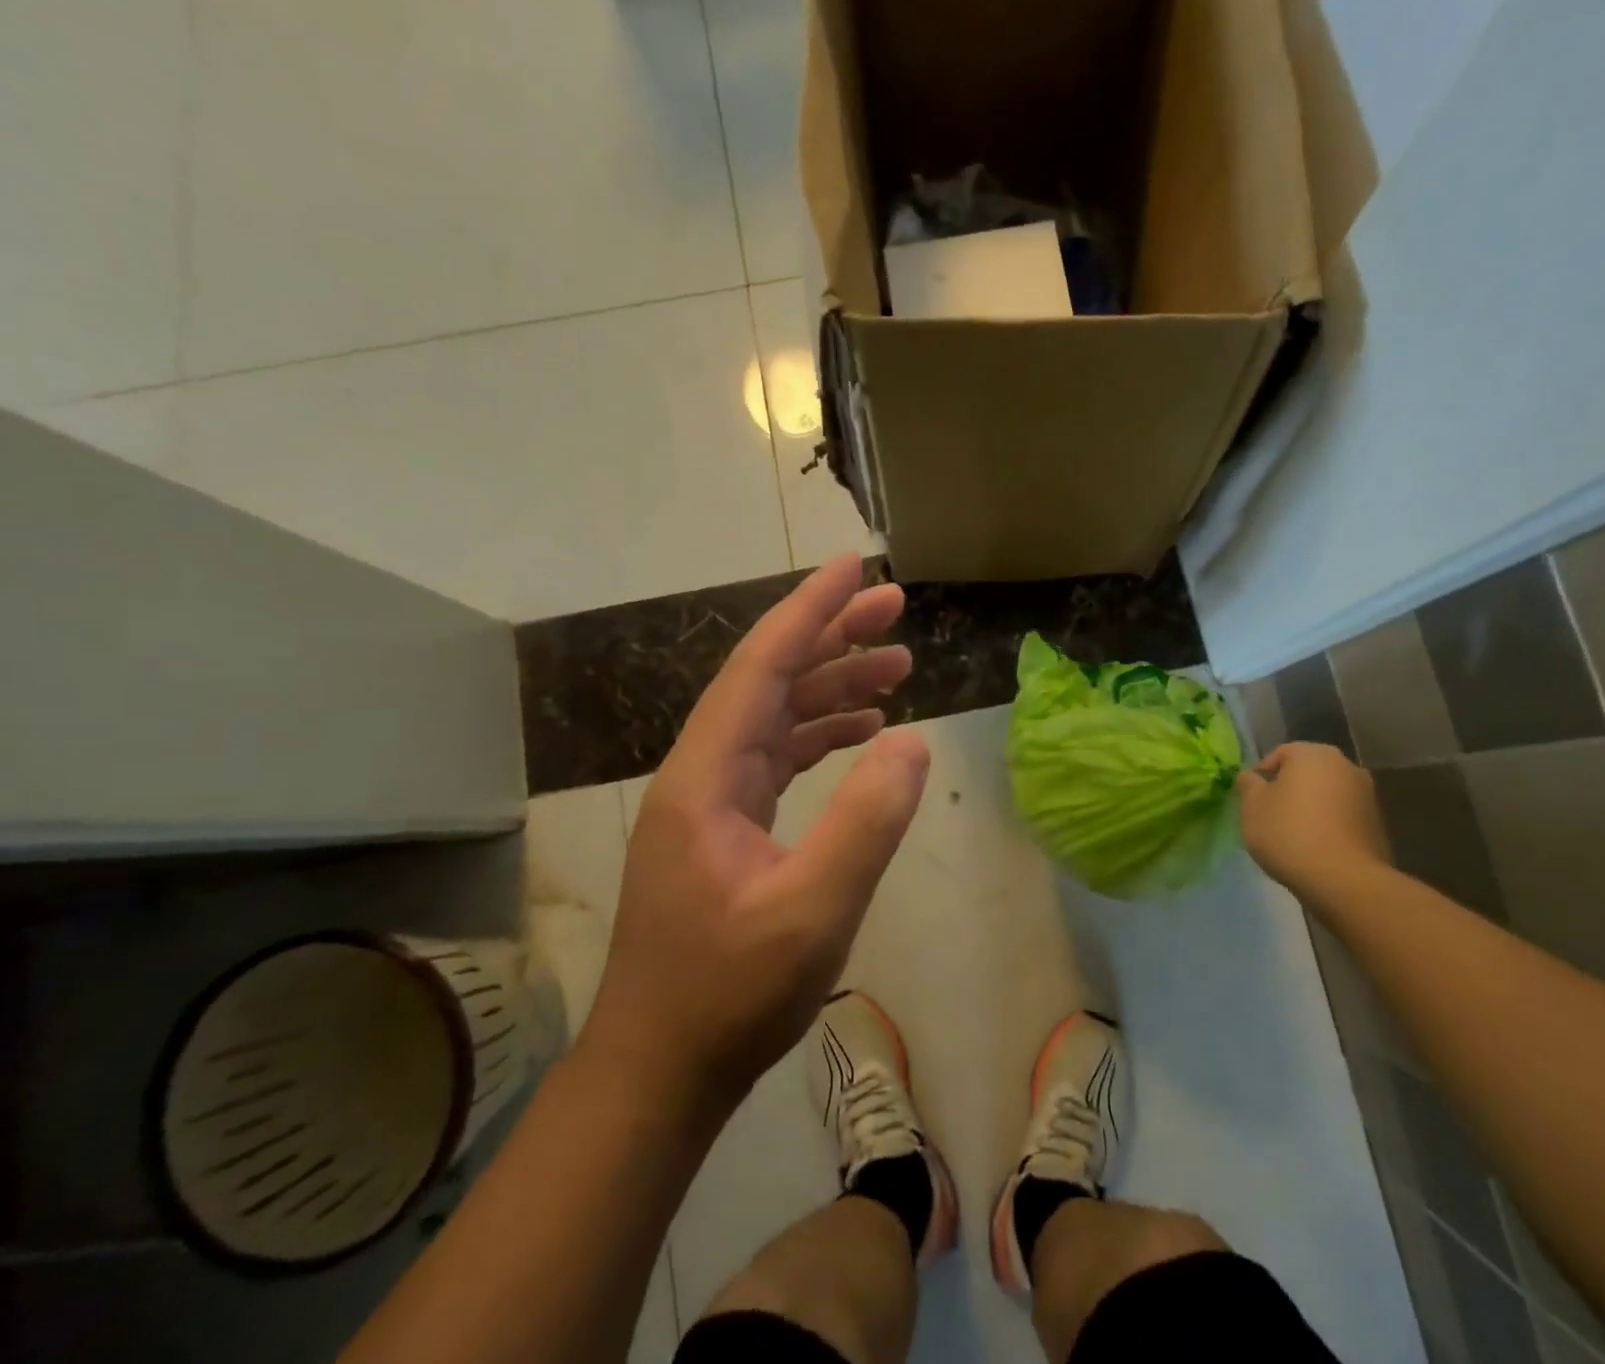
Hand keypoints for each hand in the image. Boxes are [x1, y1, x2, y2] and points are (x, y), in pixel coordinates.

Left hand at [581, 555, 930, 1114]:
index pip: (760, 666)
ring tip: (897, 667)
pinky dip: (822, 733)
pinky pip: (779, 755)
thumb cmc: (730, 994)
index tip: (856, 568)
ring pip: (776, 715)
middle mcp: (702, 773)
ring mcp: (712, 800)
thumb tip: (911, 743)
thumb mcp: (813, 911)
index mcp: (706, 777)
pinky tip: (864, 732)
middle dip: (832, 636)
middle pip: (769, 679)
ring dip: (833, 684)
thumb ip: (866, 823)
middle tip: (895, 609)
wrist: (660, 1069)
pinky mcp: (727, 827)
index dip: (810, 610)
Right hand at [1236, 743, 1390, 892]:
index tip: (1250, 798)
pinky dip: (1329, 824)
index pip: (1280, 753)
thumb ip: (1248, 785)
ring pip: (1327, 794)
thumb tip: (1252, 777)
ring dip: (1311, 806)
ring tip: (1293, 833)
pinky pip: (1343, 816)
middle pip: (1307, 772)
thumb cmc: (1289, 833)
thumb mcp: (1252, 806)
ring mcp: (1367, 795)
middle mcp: (1345, 765)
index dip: (1261, 774)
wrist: (1344, 879)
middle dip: (1289, 788)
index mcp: (1313, 754)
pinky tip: (1315, 846)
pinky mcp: (1377, 824)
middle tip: (1270, 813)